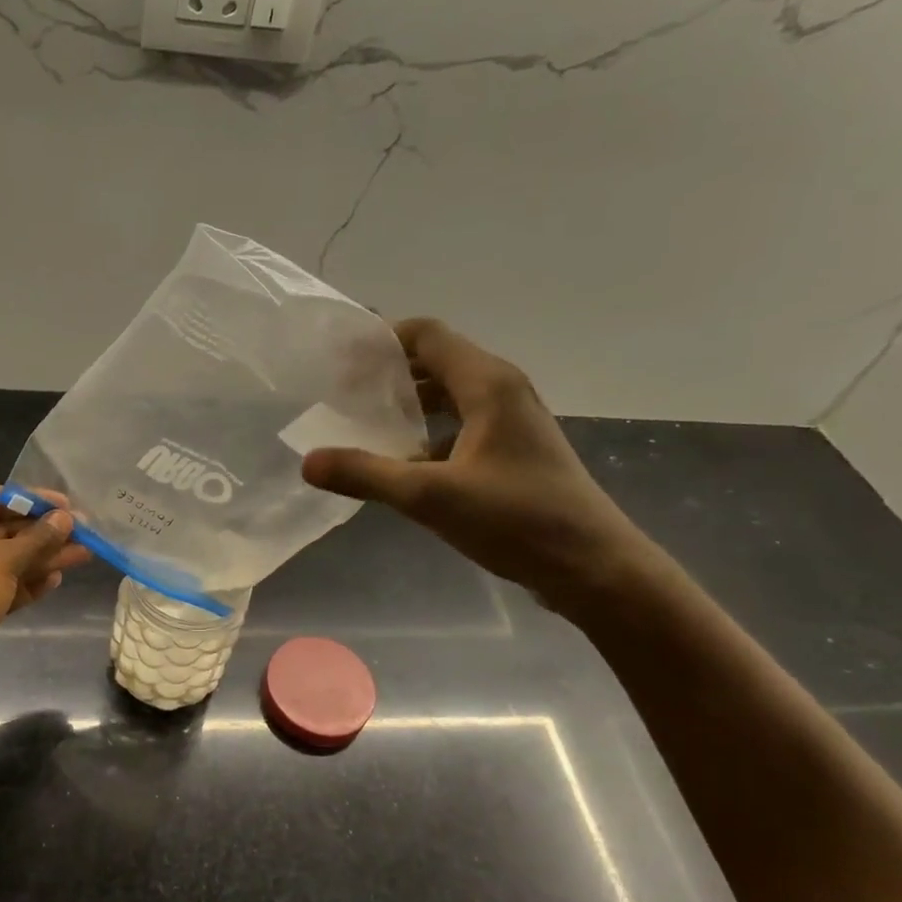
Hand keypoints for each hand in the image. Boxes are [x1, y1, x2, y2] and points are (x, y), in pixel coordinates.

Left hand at [0, 486, 89, 707]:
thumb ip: (36, 540)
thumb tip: (65, 519)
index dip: (34, 501)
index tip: (70, 506)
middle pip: (4, 529)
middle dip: (44, 532)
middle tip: (85, 532)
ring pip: (8, 559)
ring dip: (43, 557)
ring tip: (84, 554)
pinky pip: (4, 585)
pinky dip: (28, 582)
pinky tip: (56, 578)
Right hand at [302, 318, 648, 611]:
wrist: (592, 566)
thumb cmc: (517, 521)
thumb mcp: (431, 497)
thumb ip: (366, 475)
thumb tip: (308, 461)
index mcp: (488, 385)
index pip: (426, 335)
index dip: (380, 340)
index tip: (337, 360)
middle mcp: (502, 391)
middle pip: (436, 360)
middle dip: (387, 373)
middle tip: (339, 394)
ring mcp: (510, 422)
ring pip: (448, 395)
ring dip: (406, 403)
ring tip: (361, 424)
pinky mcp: (512, 451)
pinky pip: (459, 424)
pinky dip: (425, 432)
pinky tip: (399, 462)